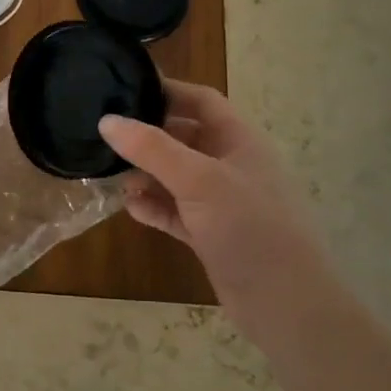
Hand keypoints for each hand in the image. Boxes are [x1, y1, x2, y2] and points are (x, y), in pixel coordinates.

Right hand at [99, 81, 335, 330]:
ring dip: (144, 175)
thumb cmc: (249, 227)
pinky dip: (152, 207)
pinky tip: (129, 208)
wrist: (285, 302)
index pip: (201, 100)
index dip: (166, 90)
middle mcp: (230, 165)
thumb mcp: (198, 179)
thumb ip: (151, 148)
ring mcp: (221, 202)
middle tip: (105, 135)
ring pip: (174, 177)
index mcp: (239, 141)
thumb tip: (107, 121)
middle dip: (147, 137)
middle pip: (183, 137)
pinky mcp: (210, 234)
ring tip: (109, 175)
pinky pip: (174, 211)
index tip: (124, 88)